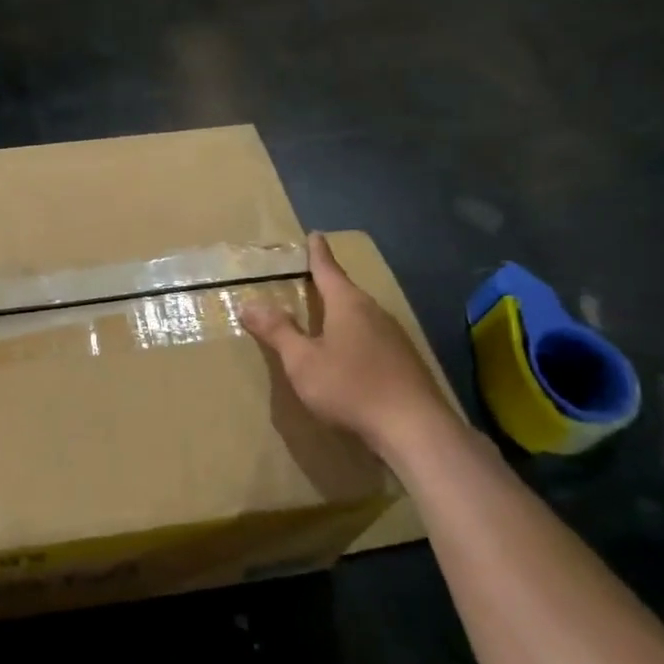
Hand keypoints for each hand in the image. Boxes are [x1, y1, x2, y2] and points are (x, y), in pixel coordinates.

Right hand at [240, 232, 459, 465]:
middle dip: (328, 284)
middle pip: (346, 291)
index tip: (315, 235)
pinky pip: (373, 336)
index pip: (328, 270)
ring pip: (362, 315)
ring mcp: (394, 337)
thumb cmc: (351, 387)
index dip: (318, 253)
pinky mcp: (405, 361)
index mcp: (348, 304)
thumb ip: (277, 331)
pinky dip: (356, 334)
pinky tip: (350, 352)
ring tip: (326, 315)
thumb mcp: (302, 361)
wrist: (415, 429)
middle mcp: (374, 312)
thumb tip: (248, 303)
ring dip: (342, 312)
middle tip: (310, 277)